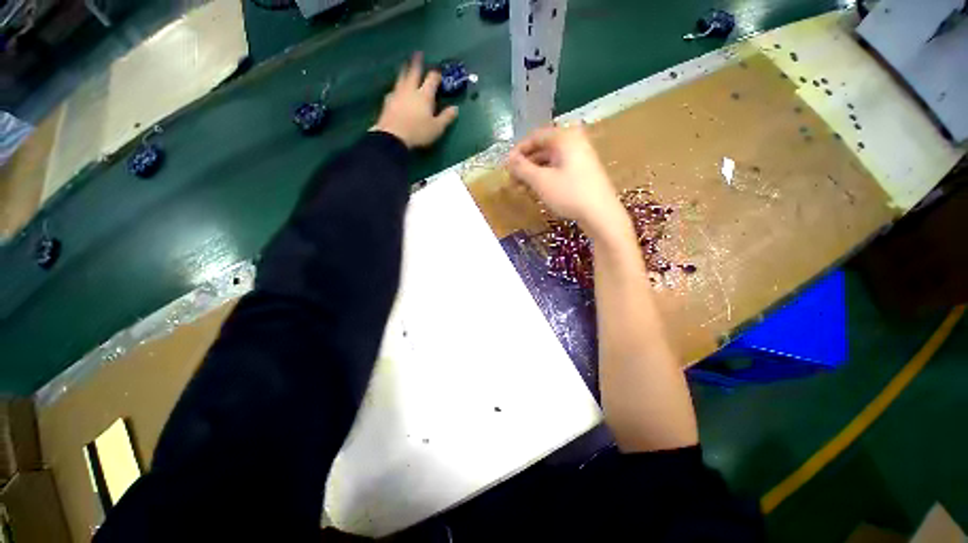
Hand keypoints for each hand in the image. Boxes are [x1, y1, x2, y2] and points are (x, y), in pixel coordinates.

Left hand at [372, 52, 458, 148]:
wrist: (393, 137)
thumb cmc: (418, 132)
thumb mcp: (437, 128)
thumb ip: (446, 117)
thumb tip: (455, 108)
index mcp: (424, 95)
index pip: (432, 80)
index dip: (436, 74)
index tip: (438, 72)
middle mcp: (411, 90)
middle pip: (413, 72)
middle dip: (417, 62)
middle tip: (418, 53)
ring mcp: (398, 94)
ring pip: (401, 78)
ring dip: (404, 70)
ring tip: (405, 65)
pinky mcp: (388, 101)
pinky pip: (394, 89)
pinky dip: (397, 86)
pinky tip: (396, 89)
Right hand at [508, 125, 627, 239]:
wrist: (601, 214)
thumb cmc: (569, 193)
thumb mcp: (541, 181)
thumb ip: (522, 168)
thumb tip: (508, 160)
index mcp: (564, 138)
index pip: (535, 137)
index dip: (518, 151)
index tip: (506, 166)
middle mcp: (574, 142)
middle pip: (543, 149)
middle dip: (525, 164)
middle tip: (512, 179)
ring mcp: (580, 157)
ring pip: (550, 161)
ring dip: (533, 172)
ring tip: (521, 188)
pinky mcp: (583, 172)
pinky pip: (559, 169)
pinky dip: (545, 177)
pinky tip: (536, 190)